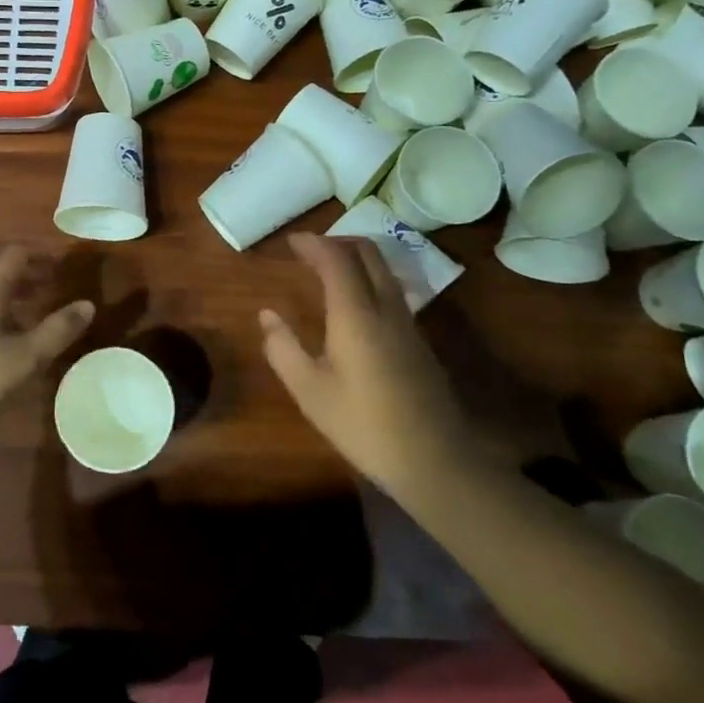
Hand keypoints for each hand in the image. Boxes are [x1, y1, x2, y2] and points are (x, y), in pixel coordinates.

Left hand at [0, 246, 94, 453]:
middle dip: (20, 266)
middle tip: (45, 282)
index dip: (38, 257)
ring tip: (32, 304)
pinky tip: (6, 332)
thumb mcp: (25, 358)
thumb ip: (58, 330)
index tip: (61, 269)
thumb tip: (88, 304)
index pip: (12, 255)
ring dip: (5, 285)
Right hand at [259, 234, 470, 496]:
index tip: (291, 241)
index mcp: (356, 314)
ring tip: (327, 271)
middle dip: (338, 241)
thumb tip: (267, 315)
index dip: (313, 244)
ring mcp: (408, 323)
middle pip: (368, 253)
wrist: (436, 461)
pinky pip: (391, 290)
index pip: (336, 259)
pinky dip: (368, 279)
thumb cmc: (364, 426)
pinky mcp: (418, 340)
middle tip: (310, 251)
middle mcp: (386, 307)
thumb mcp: (310, 392)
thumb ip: (284, 348)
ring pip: (383, 270)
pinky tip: (353, 304)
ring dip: (355, 259)